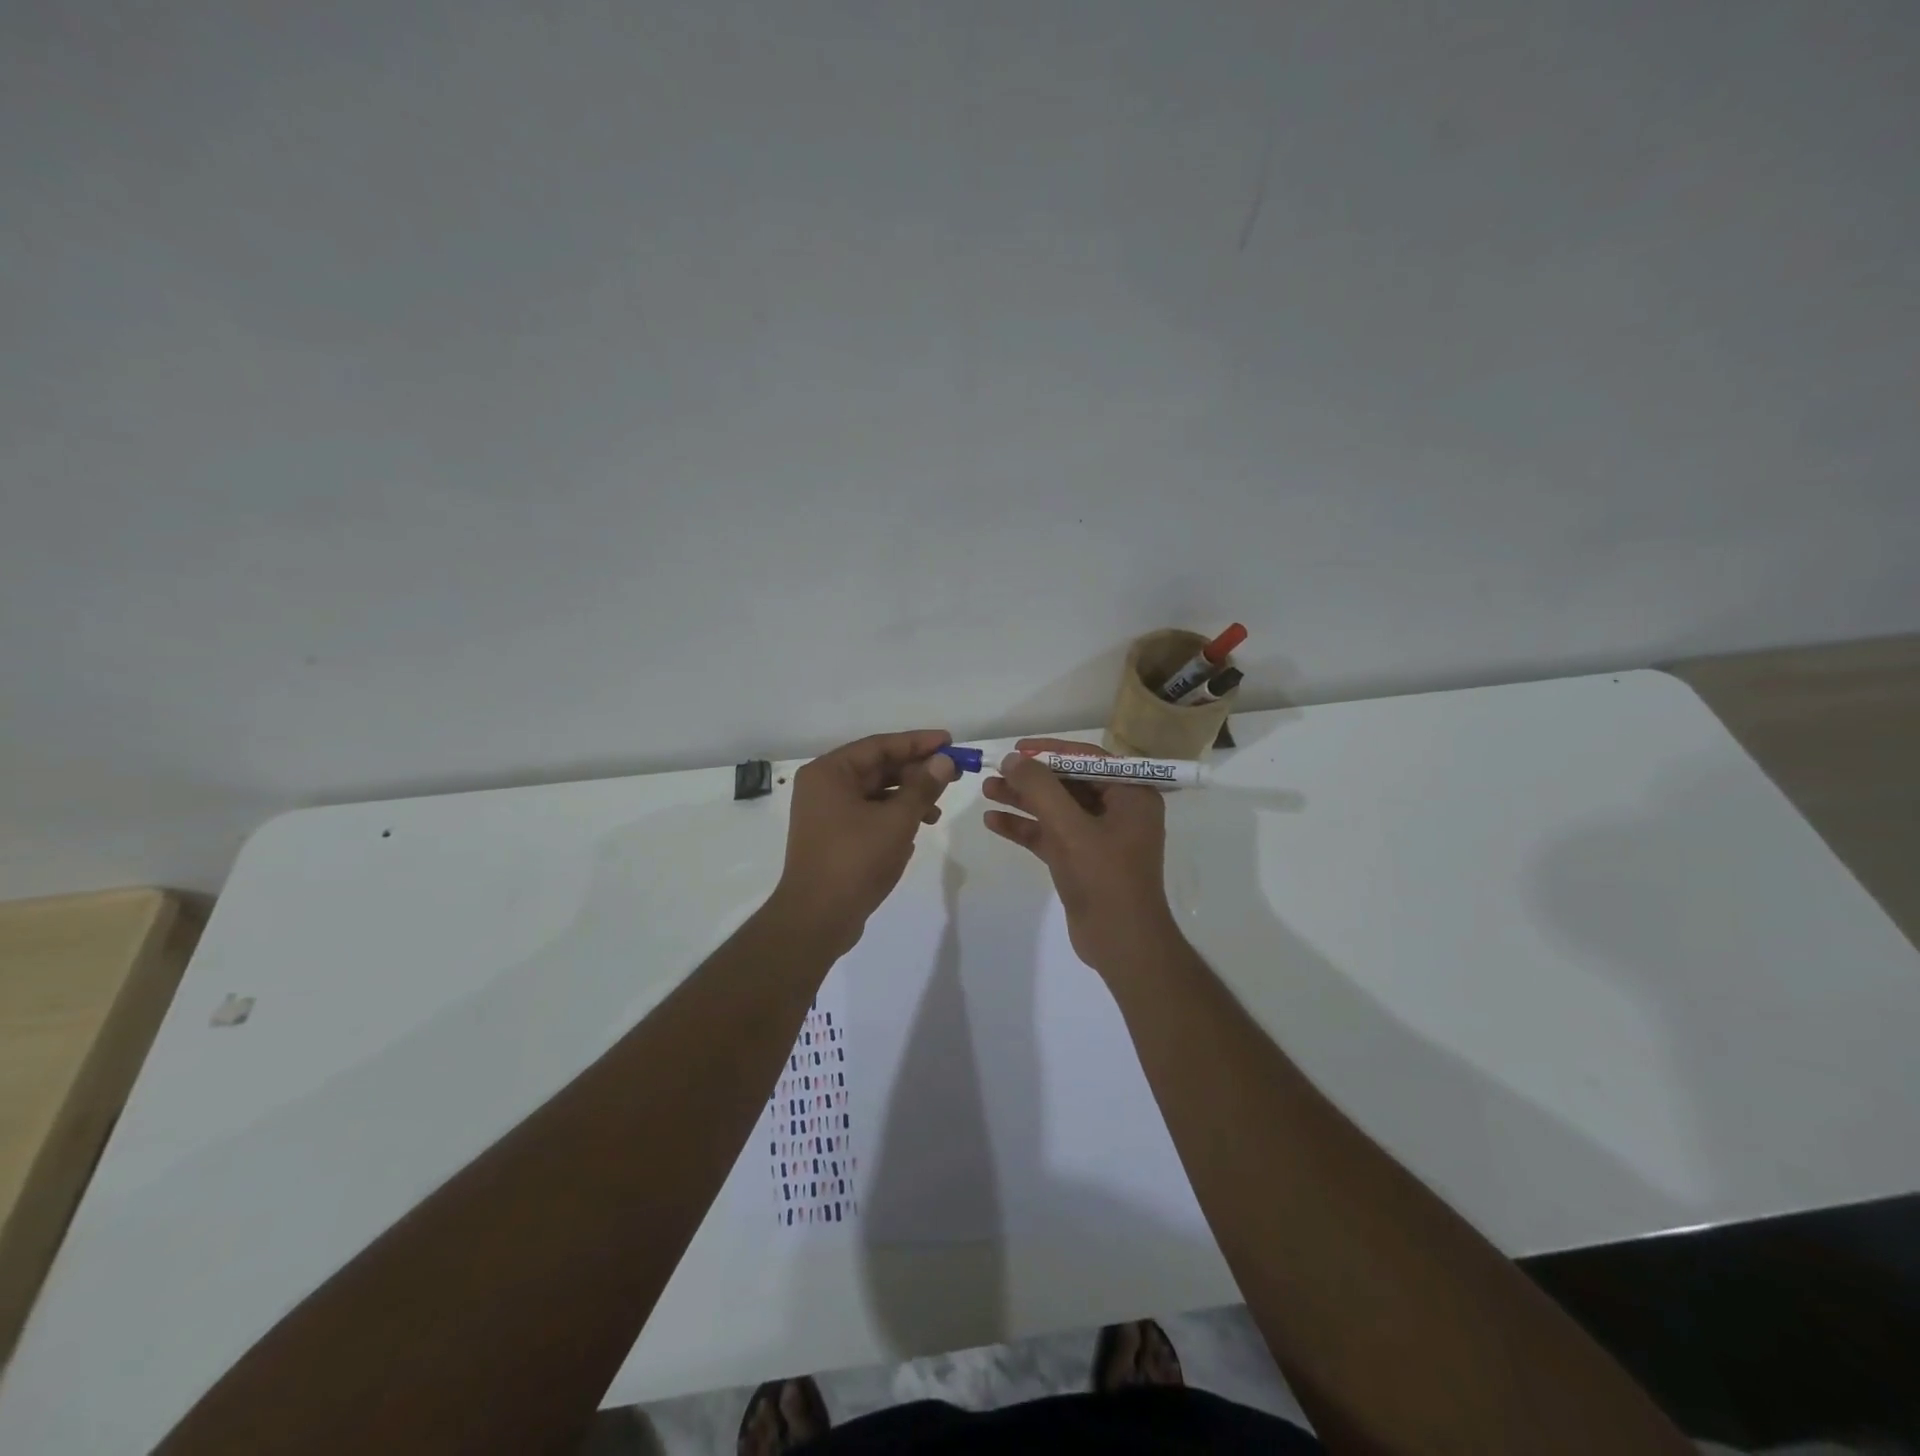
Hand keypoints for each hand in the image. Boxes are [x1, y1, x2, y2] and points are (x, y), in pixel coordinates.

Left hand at [769, 729, 958, 955]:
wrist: (817, 919)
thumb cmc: (855, 861)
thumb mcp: (896, 820)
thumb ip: (922, 787)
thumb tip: (943, 761)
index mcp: (829, 772)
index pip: (880, 746)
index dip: (918, 743)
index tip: (950, 742)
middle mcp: (823, 786)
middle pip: (877, 768)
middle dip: (915, 772)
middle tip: (953, 774)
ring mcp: (826, 813)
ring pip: (875, 793)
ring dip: (908, 797)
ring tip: (937, 811)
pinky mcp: (833, 837)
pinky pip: (868, 815)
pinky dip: (893, 817)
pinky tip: (916, 830)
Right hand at [981, 737, 1176, 974]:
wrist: (1121, 944)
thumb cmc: (1104, 878)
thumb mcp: (1070, 828)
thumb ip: (1040, 789)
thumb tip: (1013, 759)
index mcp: (1131, 795)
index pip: (1088, 759)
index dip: (1051, 751)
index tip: (1017, 749)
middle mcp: (1119, 810)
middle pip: (1068, 783)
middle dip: (1031, 778)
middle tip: (995, 771)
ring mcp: (1100, 837)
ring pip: (1056, 809)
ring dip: (1023, 800)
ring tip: (986, 790)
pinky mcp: (1082, 860)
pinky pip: (1051, 835)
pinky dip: (1026, 828)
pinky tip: (994, 822)